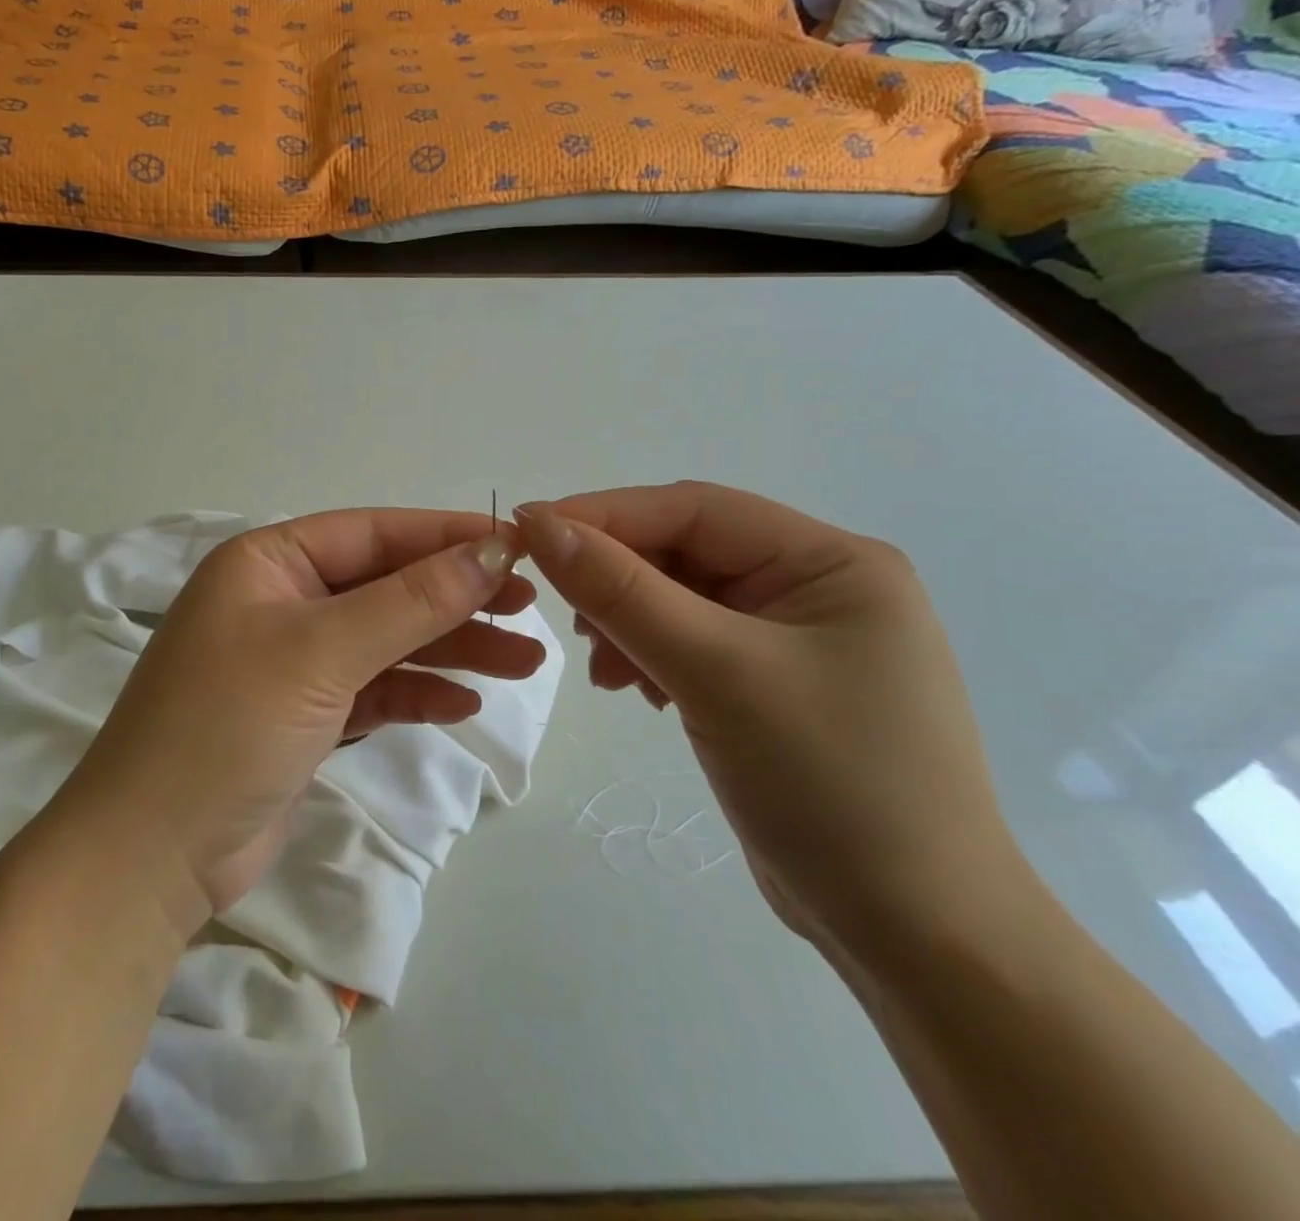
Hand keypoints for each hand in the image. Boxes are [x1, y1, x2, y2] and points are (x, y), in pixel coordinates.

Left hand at [57, 510, 547, 933]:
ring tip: (522, 662)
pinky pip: (373, 690)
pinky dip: (417, 693)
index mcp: (268, 563)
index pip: (373, 533)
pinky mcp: (304, 717)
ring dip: (450, 649)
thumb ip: (411, 601)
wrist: (152, 855)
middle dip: (457, 598)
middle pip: (385, 587)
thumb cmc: (228, 725)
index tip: (518, 547)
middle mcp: (280, 602)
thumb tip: (491, 551)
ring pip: (387, 641)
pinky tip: (463, 704)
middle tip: (530, 610)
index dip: (446, 537)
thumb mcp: (322, 651)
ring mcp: (292, 663)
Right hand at [516, 484, 1024, 960]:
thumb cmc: (829, 783)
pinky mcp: (773, 683)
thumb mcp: (715, 672)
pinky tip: (637, 690)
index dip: (604, 515)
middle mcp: (817, 585)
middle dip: (618, 581)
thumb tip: (538, 522)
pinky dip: (650, 656)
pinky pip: (691, 642)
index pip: (693, 509)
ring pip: (679, 598)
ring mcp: (797, 637)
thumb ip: (621, 591)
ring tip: (606, 674)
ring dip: (628, 623)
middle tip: (569, 623)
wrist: (914, 932)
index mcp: (830, 560)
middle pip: (685, 552)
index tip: (526, 532)